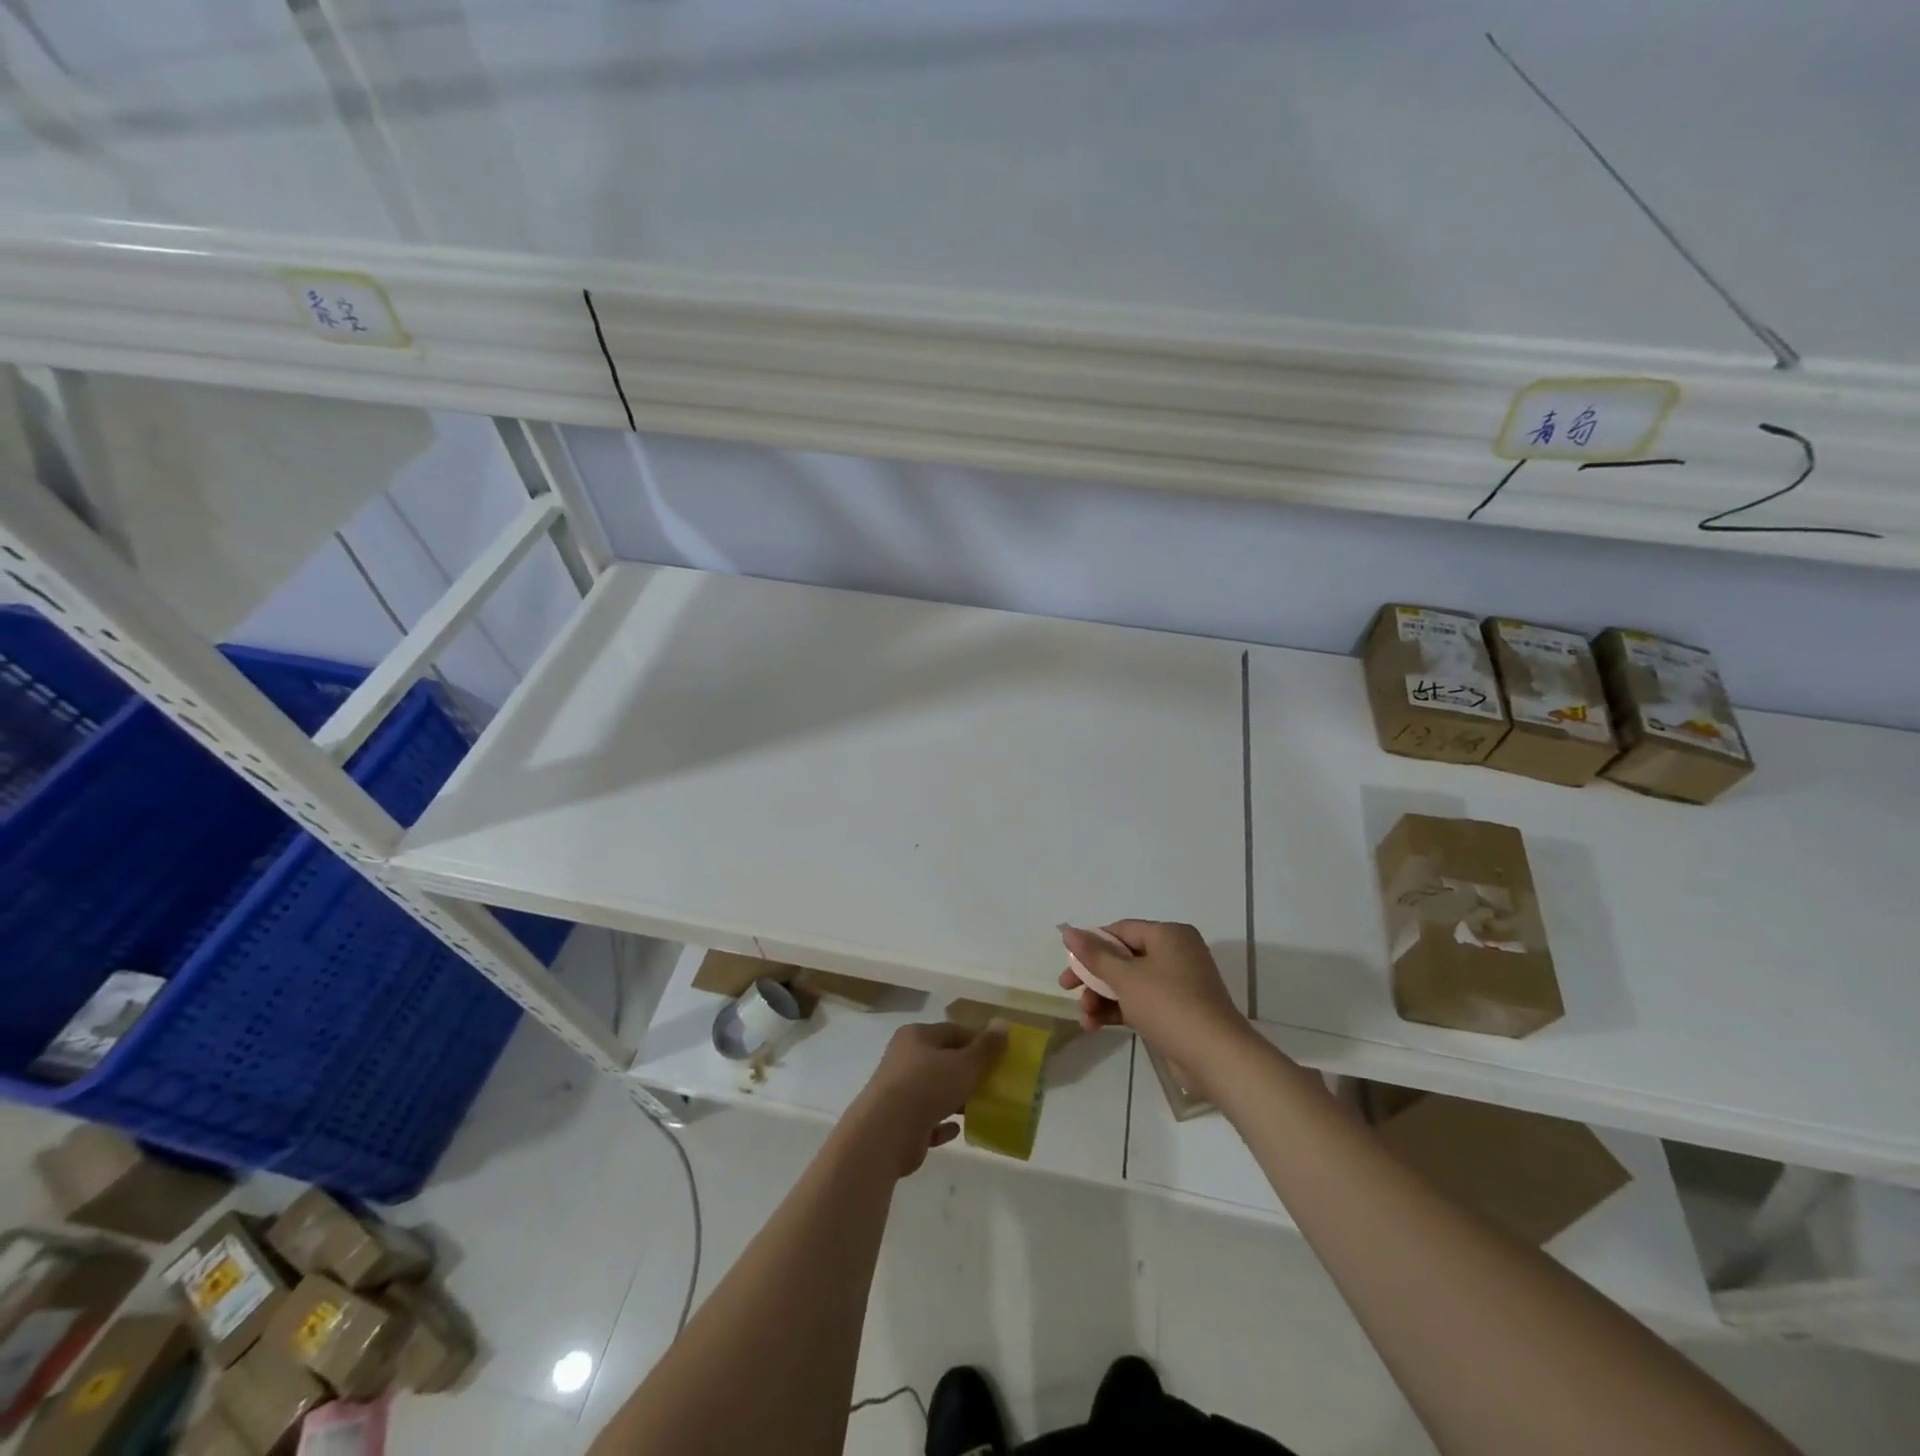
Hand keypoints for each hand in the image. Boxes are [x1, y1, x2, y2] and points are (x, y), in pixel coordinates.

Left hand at [845, 1021, 1007, 1176]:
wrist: (886, 1132)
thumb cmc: (927, 1086)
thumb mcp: (964, 1064)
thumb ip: (986, 1047)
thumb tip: (1003, 1023)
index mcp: (916, 1036)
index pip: (952, 1031)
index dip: (977, 1041)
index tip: (999, 1055)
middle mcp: (904, 1059)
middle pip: (943, 1061)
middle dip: (968, 1072)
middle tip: (993, 1082)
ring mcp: (899, 1091)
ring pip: (934, 1091)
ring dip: (956, 1098)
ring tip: (981, 1107)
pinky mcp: (899, 1123)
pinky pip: (926, 1119)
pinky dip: (942, 1123)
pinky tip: (958, 1129)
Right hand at [1059, 921, 1252, 1093]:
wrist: (1215, 1057)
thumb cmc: (1168, 1005)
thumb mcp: (1125, 978)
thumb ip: (1094, 954)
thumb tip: (1068, 930)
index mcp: (1168, 935)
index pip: (1121, 931)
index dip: (1091, 945)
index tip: (1068, 964)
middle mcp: (1175, 953)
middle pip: (1123, 958)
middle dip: (1093, 977)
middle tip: (1067, 990)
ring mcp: (1179, 984)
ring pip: (1129, 982)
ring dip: (1102, 998)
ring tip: (1085, 1019)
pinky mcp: (1178, 1011)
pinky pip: (1141, 1002)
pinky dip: (1119, 1010)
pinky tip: (1097, 1025)